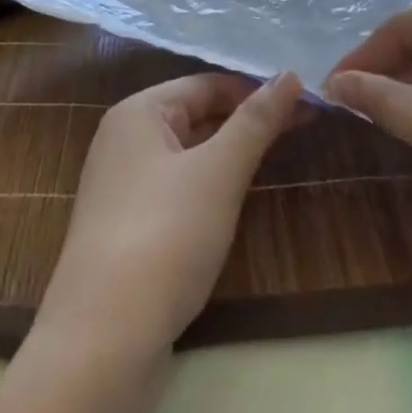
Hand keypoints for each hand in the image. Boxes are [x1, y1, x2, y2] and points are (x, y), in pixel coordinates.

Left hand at [37, 72, 302, 355]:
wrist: (105, 337)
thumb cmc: (165, 235)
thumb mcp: (218, 172)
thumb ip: (255, 122)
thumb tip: (289, 75)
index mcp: (137, 112)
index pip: (206, 84)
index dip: (256, 90)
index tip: (307, 103)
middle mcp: (123, 139)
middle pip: (195, 115)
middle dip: (246, 120)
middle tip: (305, 127)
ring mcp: (122, 185)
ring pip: (188, 153)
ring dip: (231, 153)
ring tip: (280, 156)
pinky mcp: (127, 224)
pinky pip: (177, 186)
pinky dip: (210, 184)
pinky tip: (235, 198)